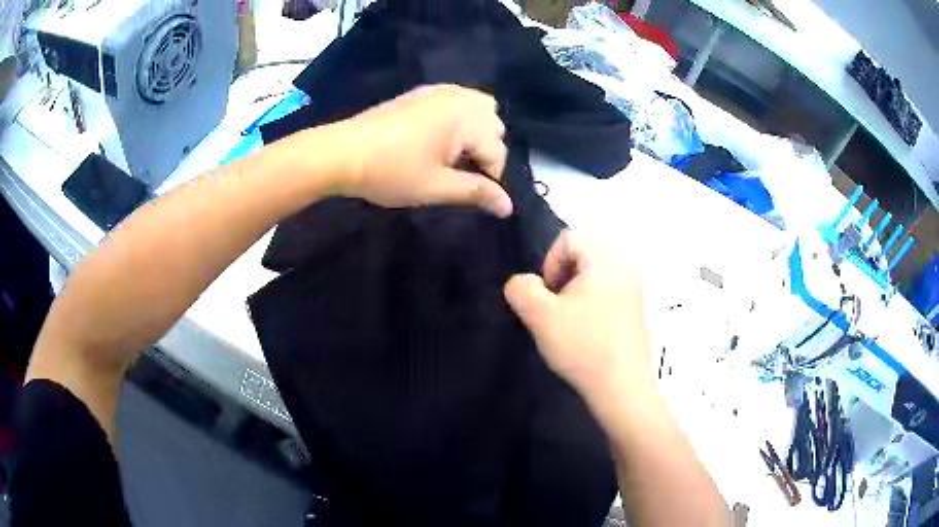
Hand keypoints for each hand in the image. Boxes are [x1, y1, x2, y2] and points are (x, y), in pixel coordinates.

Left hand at [335, 85, 512, 216]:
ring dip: (475, 132)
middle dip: (486, 150)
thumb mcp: (437, 188)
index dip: (490, 178)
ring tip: (454, 155)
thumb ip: (476, 193)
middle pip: (493, 124)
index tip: (470, 195)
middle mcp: (459, 97)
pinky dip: (458, 119)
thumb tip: (508, 207)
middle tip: (461, 173)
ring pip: (478, 109)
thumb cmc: (390, 172)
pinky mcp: (421, 93)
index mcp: (466, 118)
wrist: (341, 152)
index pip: (498, 152)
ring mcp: (439, 91)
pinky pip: (456, 101)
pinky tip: (438, 139)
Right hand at [504, 231, 653, 407]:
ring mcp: (636, 285)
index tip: (549, 298)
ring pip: (594, 273)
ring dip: (576, 292)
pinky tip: (589, 331)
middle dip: (563, 278)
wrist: (622, 388)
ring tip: (572, 322)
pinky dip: (593, 301)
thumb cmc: (583, 347)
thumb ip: (521, 288)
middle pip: (583, 253)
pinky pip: (609, 289)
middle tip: (558, 310)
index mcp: (606, 258)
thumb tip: (526, 283)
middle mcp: (626, 263)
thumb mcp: (540, 316)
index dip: (549, 264)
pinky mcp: (638, 306)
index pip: (568, 238)